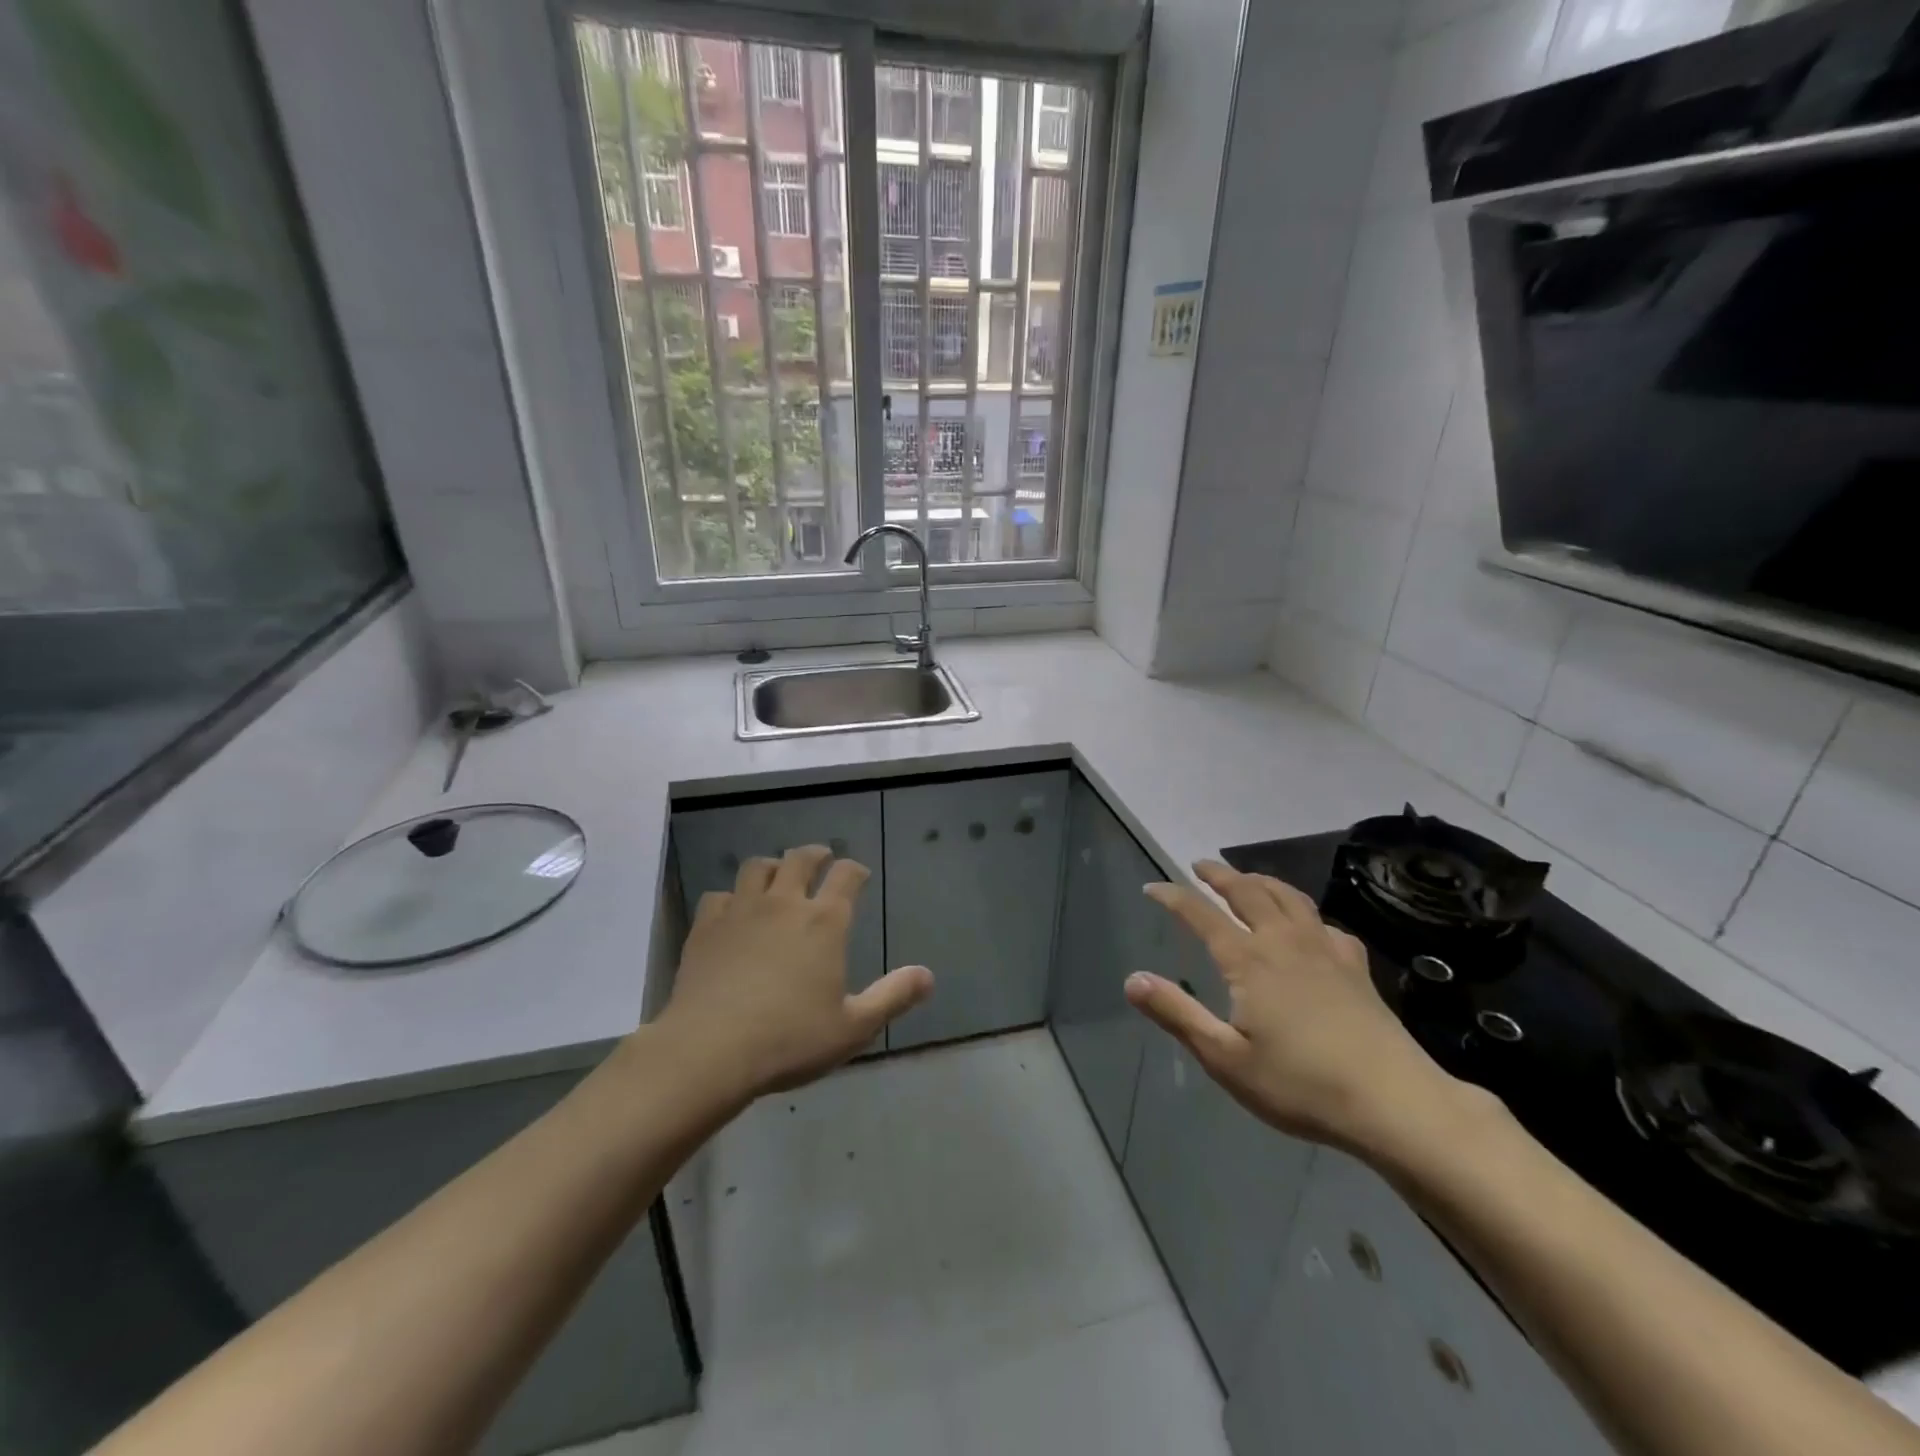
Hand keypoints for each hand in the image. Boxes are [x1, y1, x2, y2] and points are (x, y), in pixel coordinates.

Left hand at [657, 845, 932, 1100]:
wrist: (710, 1051)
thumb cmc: (789, 1040)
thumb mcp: (853, 1027)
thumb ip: (893, 997)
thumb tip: (928, 976)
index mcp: (825, 922)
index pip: (846, 876)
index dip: (855, 870)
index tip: (858, 874)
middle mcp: (784, 904)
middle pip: (800, 859)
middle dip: (815, 855)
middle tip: (821, 859)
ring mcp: (741, 911)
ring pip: (756, 867)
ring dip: (771, 866)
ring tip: (776, 876)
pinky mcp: (706, 927)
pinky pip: (718, 896)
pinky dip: (730, 897)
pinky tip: (731, 912)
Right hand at [1126, 861, 1467, 1154]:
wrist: (1394, 1102)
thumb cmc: (1301, 1084)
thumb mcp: (1226, 1057)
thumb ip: (1177, 1014)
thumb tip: (1131, 979)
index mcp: (1249, 960)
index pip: (1201, 915)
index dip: (1174, 897)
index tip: (1153, 887)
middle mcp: (1284, 942)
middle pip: (1248, 892)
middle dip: (1220, 876)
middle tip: (1200, 866)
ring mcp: (1325, 950)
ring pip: (1289, 897)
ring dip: (1261, 881)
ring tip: (1247, 878)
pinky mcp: (1356, 967)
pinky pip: (1325, 924)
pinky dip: (1306, 913)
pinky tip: (1309, 926)